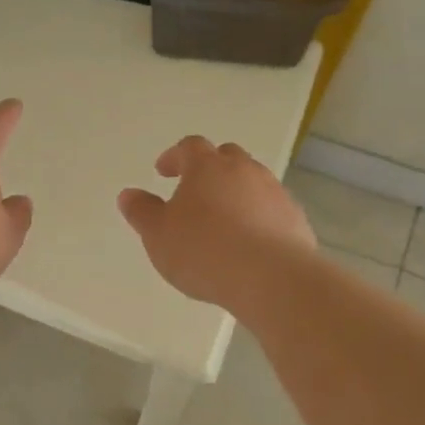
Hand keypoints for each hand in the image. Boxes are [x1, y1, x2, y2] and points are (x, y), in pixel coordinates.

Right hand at [117, 136, 314, 309]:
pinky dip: (257, 217)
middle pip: (226, 157)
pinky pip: (271, 209)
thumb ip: (141, 212)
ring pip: (252, 182)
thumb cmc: (203, 251)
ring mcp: (274, 193)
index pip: (189, 147)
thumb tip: (129, 194)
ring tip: (222, 220)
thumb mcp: (158, 235)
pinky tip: (249, 242)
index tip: (163, 171)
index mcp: (207, 167)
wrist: (270, 278)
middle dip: (209, 169)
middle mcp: (244, 170)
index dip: (174, 157)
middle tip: (195, 190)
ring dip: (236, 193)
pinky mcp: (295, 219)